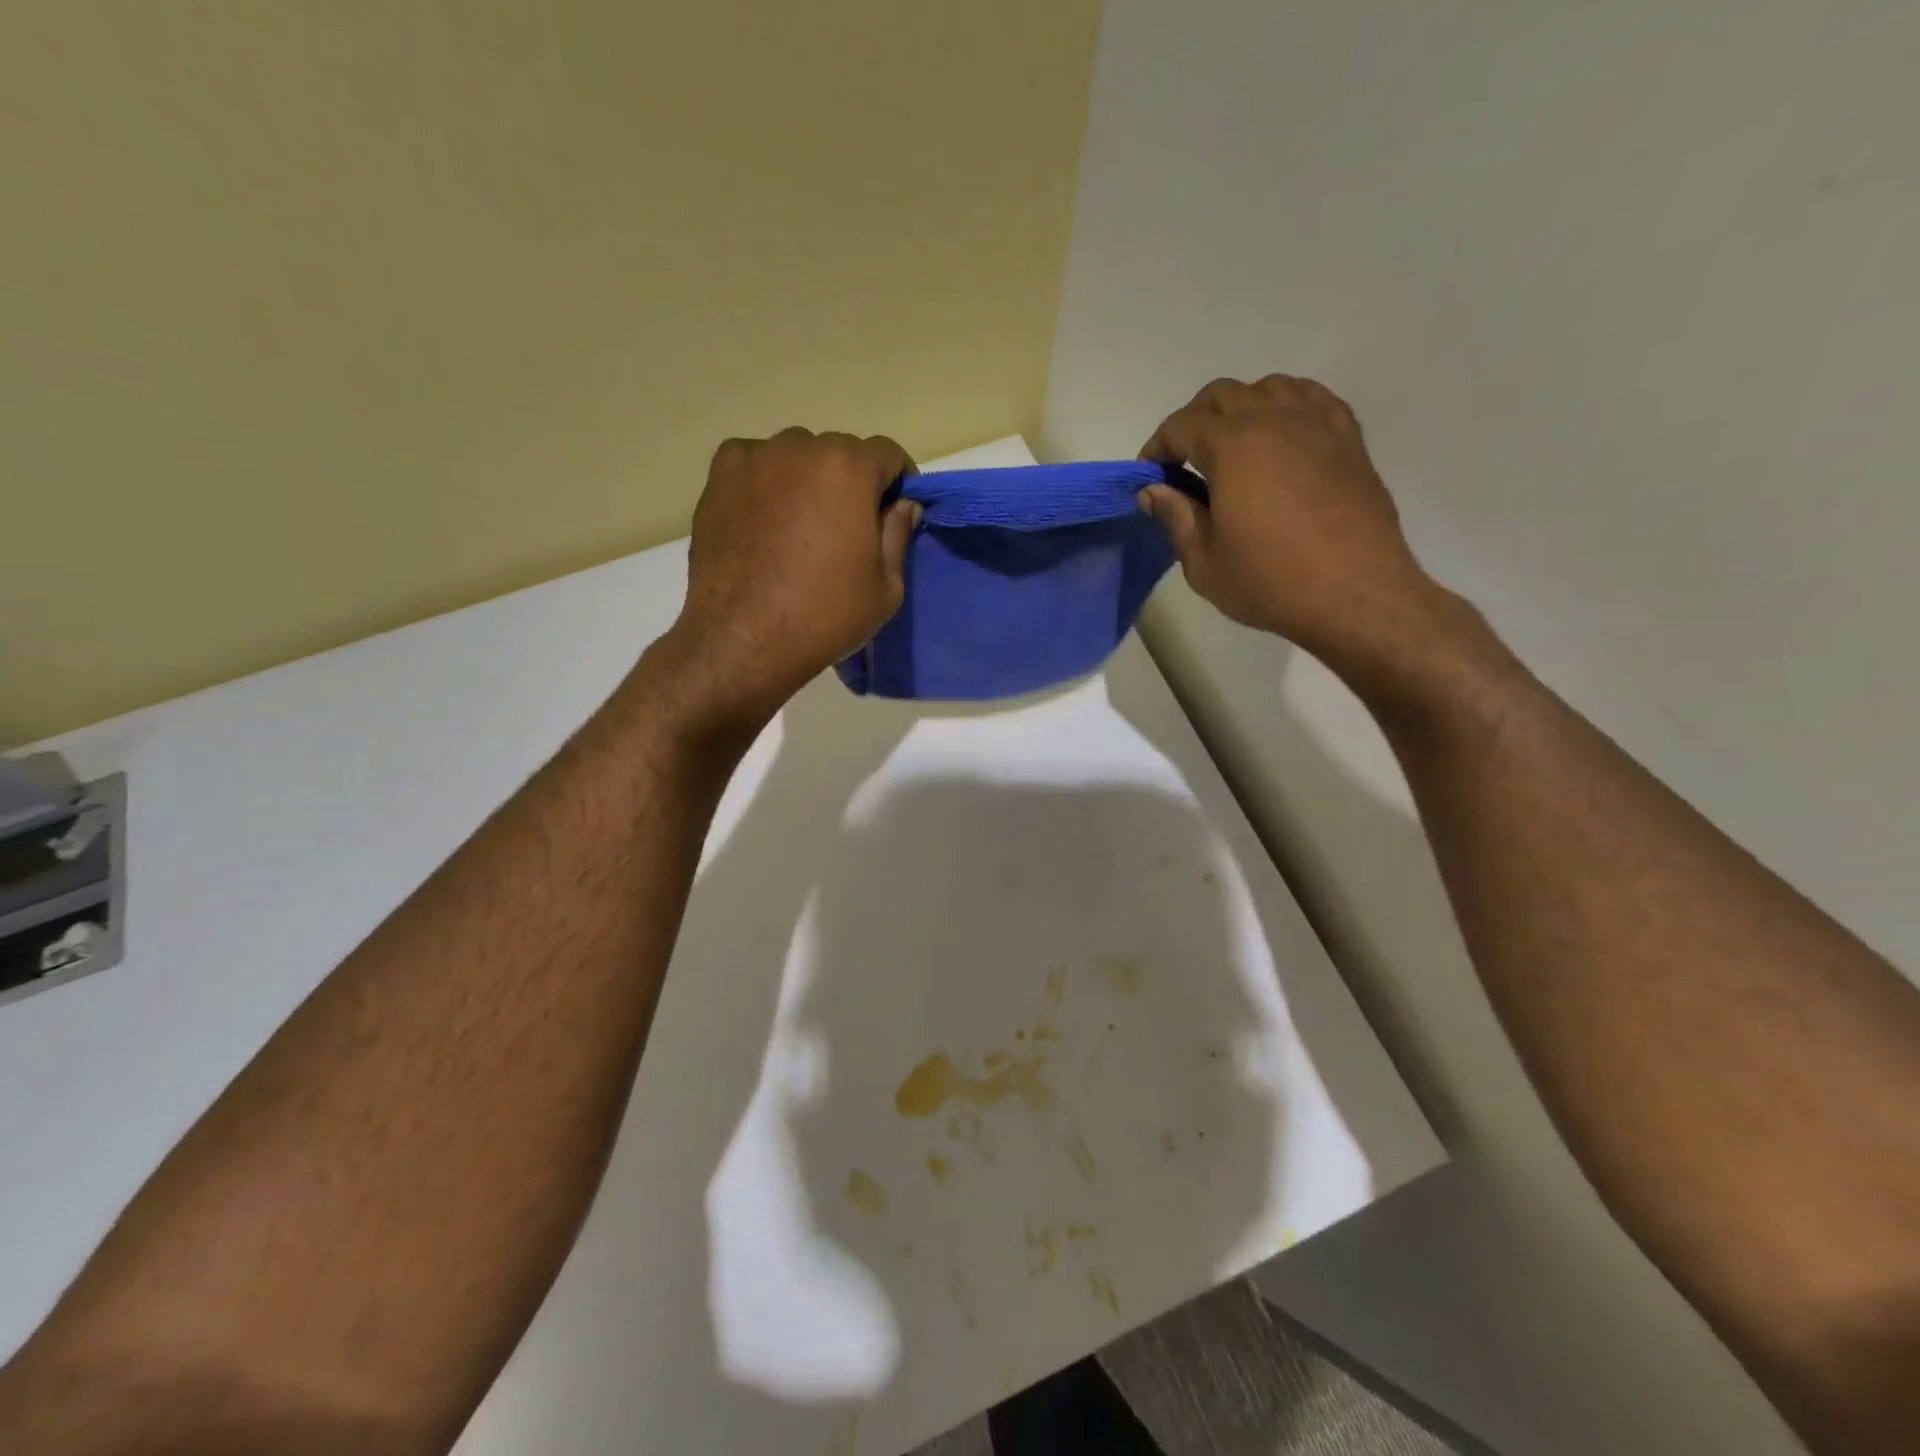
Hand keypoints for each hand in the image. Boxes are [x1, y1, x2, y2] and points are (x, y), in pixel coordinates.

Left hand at [652, 427, 919, 732]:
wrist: (745, 638)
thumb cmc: (826, 615)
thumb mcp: (886, 586)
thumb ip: (898, 534)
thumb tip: (903, 504)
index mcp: (849, 469)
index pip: (888, 454)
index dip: (898, 482)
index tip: (894, 514)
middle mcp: (801, 448)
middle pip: (840, 452)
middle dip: (852, 481)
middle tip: (848, 526)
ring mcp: (755, 459)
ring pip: (795, 454)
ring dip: (808, 478)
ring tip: (802, 523)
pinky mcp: (719, 479)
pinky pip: (753, 463)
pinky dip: (765, 479)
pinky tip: (765, 516)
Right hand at [1137, 376, 1442, 669]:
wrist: (1354, 594)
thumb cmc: (1269, 581)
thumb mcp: (1203, 561)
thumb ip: (1175, 516)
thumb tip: (1152, 491)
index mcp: (1232, 445)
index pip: (1181, 425)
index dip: (1157, 447)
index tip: (1149, 476)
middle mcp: (1273, 418)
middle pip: (1222, 395)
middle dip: (1193, 422)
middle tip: (1183, 462)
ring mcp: (1316, 423)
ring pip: (1269, 388)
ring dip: (1240, 408)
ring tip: (1232, 447)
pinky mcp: (1348, 438)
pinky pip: (1312, 399)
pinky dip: (1286, 408)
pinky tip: (1280, 438)